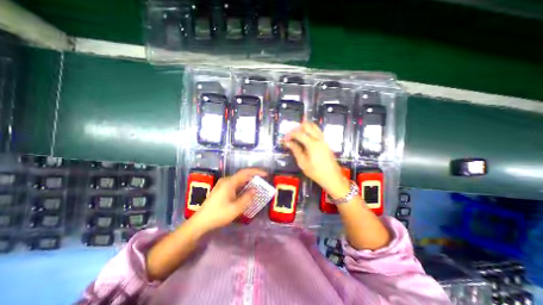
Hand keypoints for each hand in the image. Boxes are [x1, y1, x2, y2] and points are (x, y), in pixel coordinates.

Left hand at [196, 168, 266, 229]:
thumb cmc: (219, 214)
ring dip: (248, 182)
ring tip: (257, 187)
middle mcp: (226, 180)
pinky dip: (243, 186)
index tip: (266, 174)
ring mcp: (223, 185)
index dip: (256, 172)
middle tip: (263, 181)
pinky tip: (247, 192)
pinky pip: (235, 185)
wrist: (201, 222)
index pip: (245, 172)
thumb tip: (255, 189)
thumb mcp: (236, 208)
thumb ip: (247, 197)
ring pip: (239, 180)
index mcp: (229, 182)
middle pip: (242, 175)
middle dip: (253, 177)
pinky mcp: (221, 189)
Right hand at [285, 123, 346, 198]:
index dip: (290, 134)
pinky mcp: (326, 143)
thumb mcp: (302, 163)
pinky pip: (317, 132)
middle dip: (297, 128)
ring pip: (314, 126)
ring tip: (297, 135)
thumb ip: (296, 150)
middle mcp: (319, 139)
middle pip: (307, 125)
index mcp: (312, 144)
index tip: (285, 139)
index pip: (299, 133)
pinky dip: (310, 131)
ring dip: (304, 128)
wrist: (331, 177)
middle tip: (291, 135)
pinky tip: (305, 138)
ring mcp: (323, 140)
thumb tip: (289, 143)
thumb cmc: (316, 172)